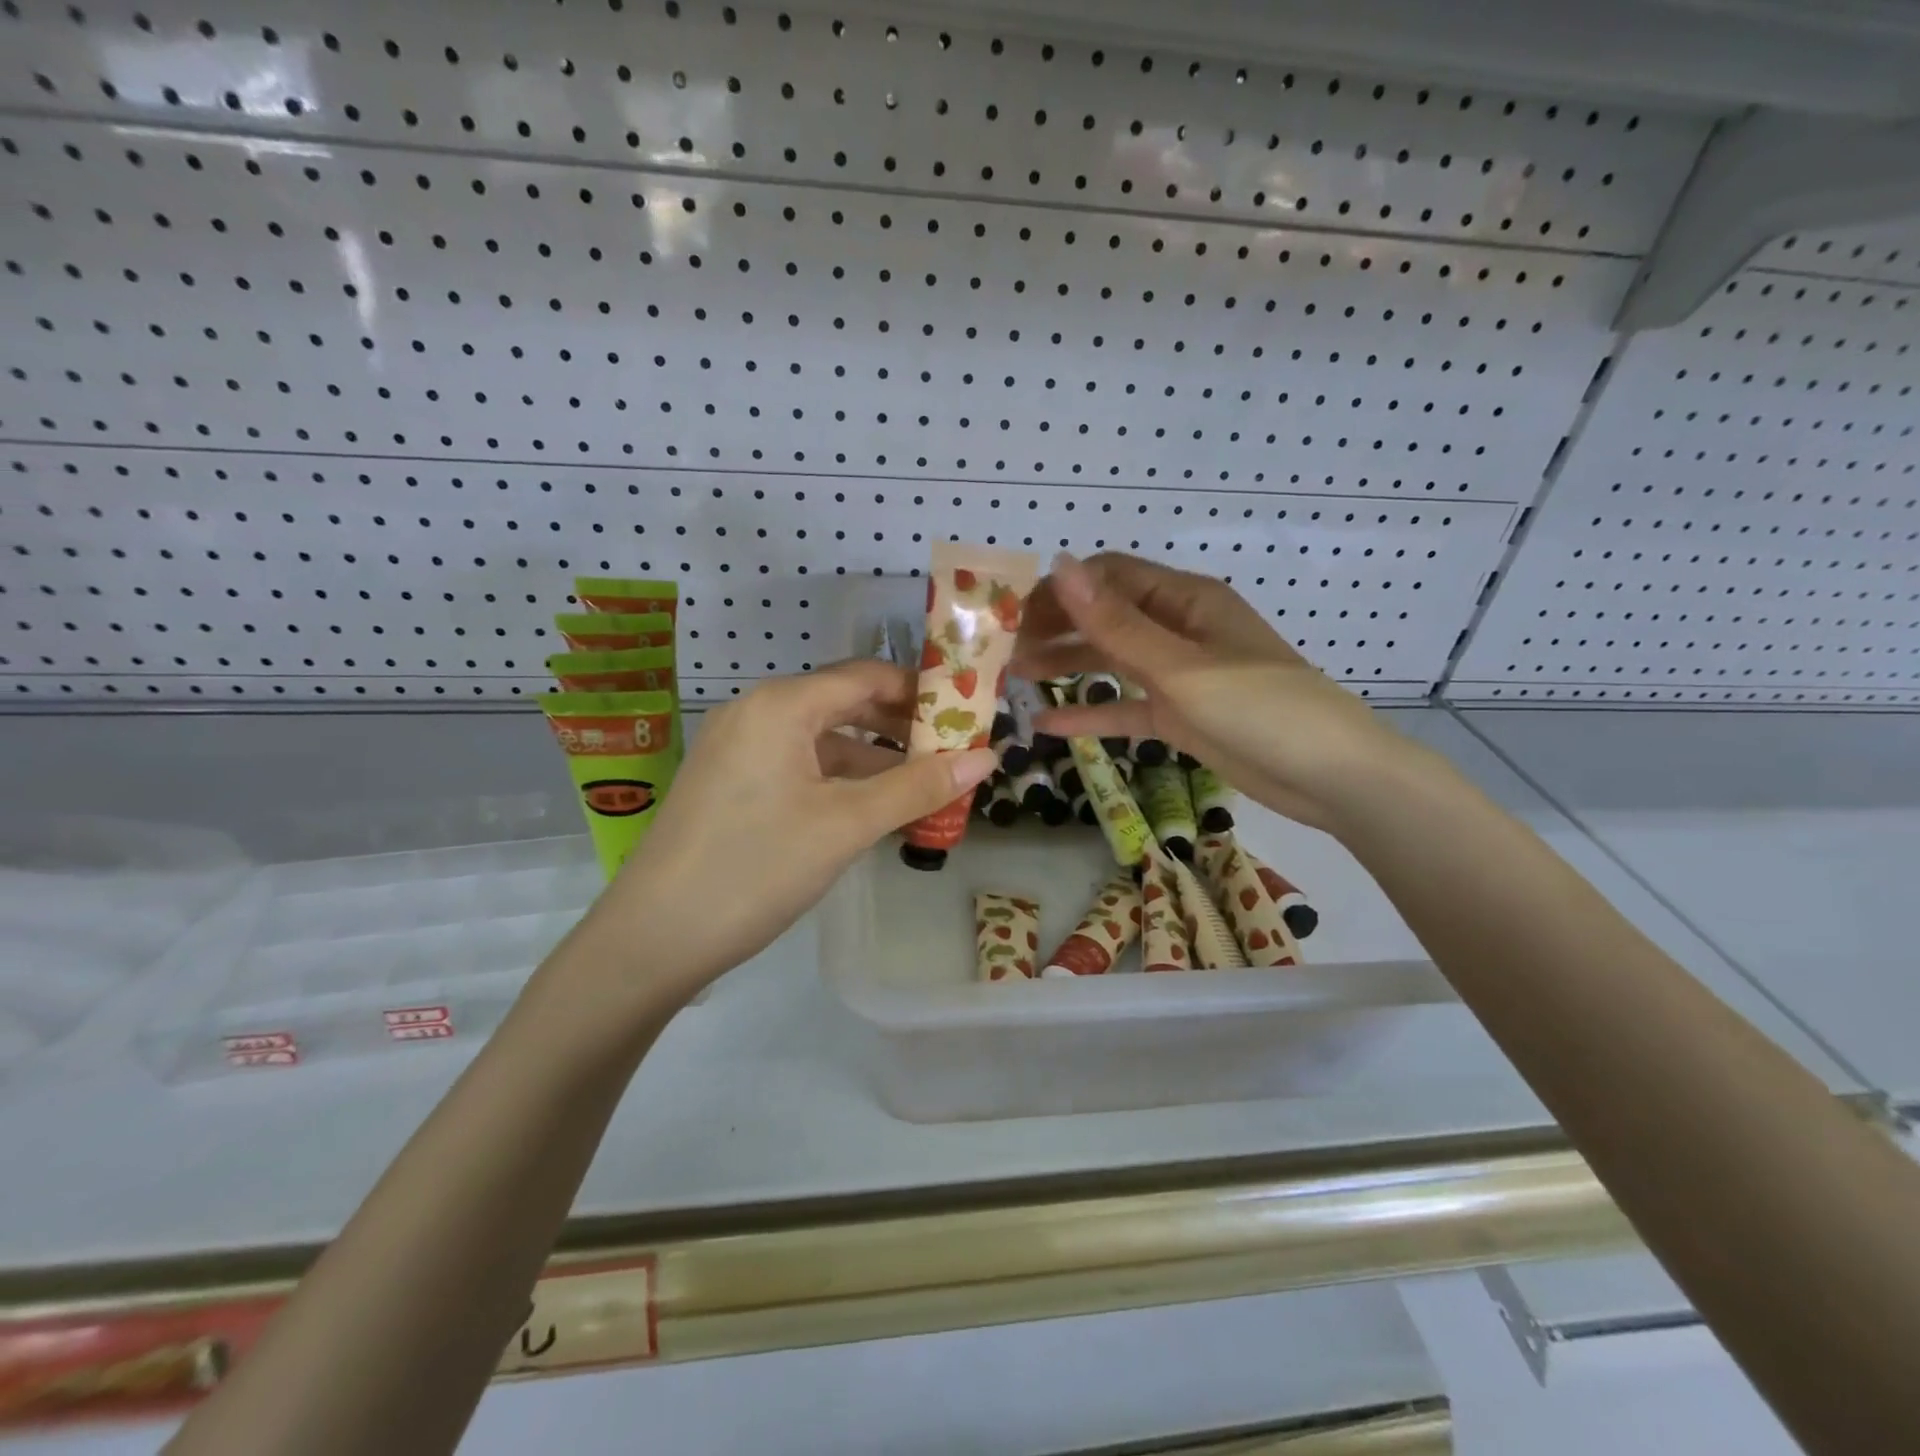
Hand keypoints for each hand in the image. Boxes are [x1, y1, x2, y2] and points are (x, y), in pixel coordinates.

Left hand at [584, 659, 997, 993]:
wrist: (653, 938)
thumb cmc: (756, 867)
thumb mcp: (846, 825)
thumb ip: (917, 787)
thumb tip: (987, 758)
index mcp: (781, 705)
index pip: (867, 676)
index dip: (922, 692)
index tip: (969, 716)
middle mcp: (757, 712)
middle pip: (845, 703)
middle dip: (902, 728)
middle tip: (955, 754)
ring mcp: (739, 748)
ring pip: (823, 739)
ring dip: (874, 759)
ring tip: (925, 786)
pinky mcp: (731, 783)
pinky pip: (799, 765)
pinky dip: (840, 780)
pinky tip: (872, 808)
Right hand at [1014, 553, 1406, 829]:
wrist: (1330, 777)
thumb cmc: (1261, 709)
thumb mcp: (1181, 666)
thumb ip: (1116, 624)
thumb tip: (1058, 566)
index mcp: (1185, 600)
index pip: (1109, 578)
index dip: (1060, 590)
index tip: (1012, 614)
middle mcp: (1177, 630)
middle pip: (1105, 618)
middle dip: (1056, 629)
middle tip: (1003, 652)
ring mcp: (1178, 675)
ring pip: (1110, 661)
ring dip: (1066, 666)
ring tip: (1014, 678)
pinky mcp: (1179, 716)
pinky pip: (1124, 707)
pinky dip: (1090, 713)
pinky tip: (1047, 724)